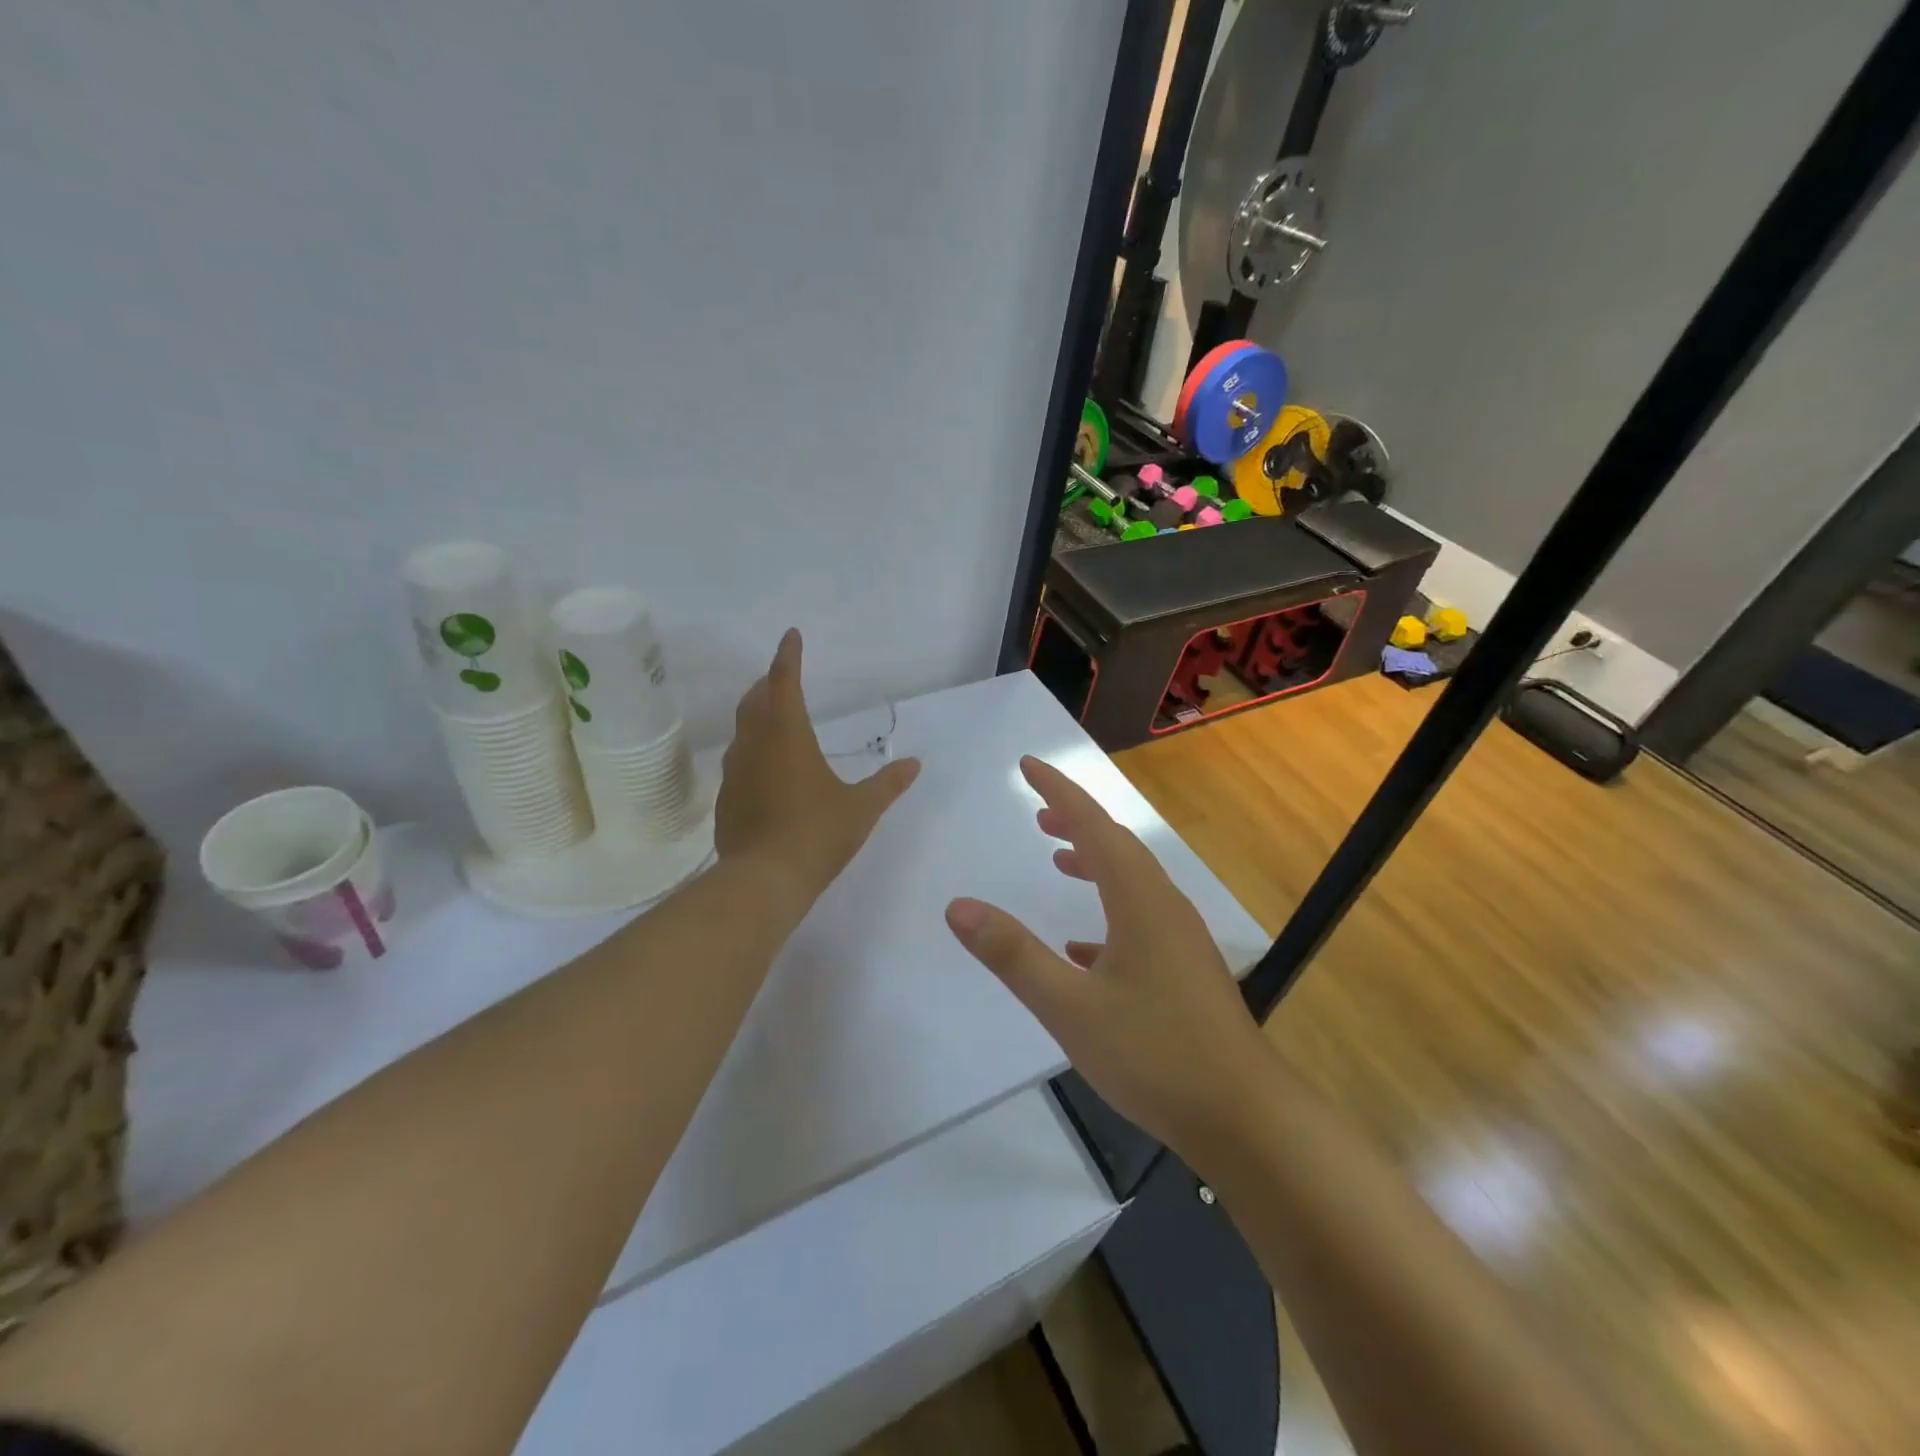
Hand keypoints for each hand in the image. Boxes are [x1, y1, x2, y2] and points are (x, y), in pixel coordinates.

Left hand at [716, 629, 920, 903]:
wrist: (763, 880)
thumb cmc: (817, 834)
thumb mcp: (861, 809)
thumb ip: (888, 784)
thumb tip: (914, 764)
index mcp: (788, 736)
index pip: (784, 682)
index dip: (787, 657)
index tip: (791, 636)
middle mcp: (756, 745)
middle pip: (756, 701)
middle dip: (769, 683)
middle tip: (781, 676)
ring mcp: (735, 772)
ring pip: (743, 729)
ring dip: (756, 714)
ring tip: (772, 715)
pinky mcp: (727, 798)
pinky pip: (739, 760)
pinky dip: (752, 749)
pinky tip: (764, 767)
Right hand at [944, 755, 1268, 1154]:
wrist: (1243, 1116)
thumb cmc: (1155, 1054)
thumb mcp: (1070, 1007)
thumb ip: (1012, 955)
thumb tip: (958, 906)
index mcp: (1139, 900)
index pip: (1093, 825)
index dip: (1059, 790)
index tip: (1027, 765)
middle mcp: (1163, 906)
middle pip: (1116, 845)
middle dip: (1076, 821)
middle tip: (1036, 813)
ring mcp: (1179, 939)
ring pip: (1130, 881)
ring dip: (1092, 862)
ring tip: (1057, 859)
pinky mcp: (1185, 969)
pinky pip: (1139, 919)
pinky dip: (1106, 910)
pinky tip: (1081, 947)